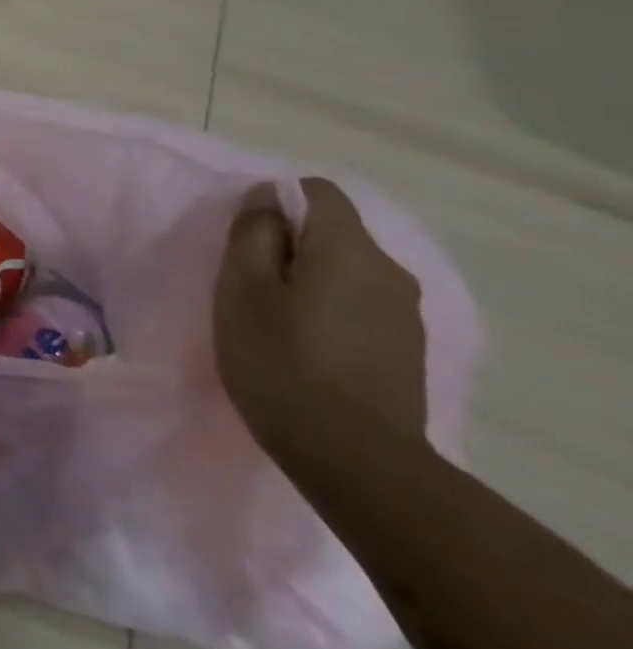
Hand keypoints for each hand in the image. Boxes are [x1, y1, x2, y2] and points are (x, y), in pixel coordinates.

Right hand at [213, 177, 428, 476]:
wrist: (354, 458)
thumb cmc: (280, 362)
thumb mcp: (242, 290)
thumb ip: (253, 234)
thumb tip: (266, 199)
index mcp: (349, 249)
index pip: (317, 191)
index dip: (275, 202)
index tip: (244, 240)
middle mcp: (389, 270)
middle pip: (333, 231)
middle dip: (288, 245)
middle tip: (246, 286)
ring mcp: (405, 312)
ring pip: (346, 270)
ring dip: (307, 280)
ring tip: (271, 321)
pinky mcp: (406, 348)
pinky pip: (359, 304)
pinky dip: (327, 310)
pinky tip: (303, 348)